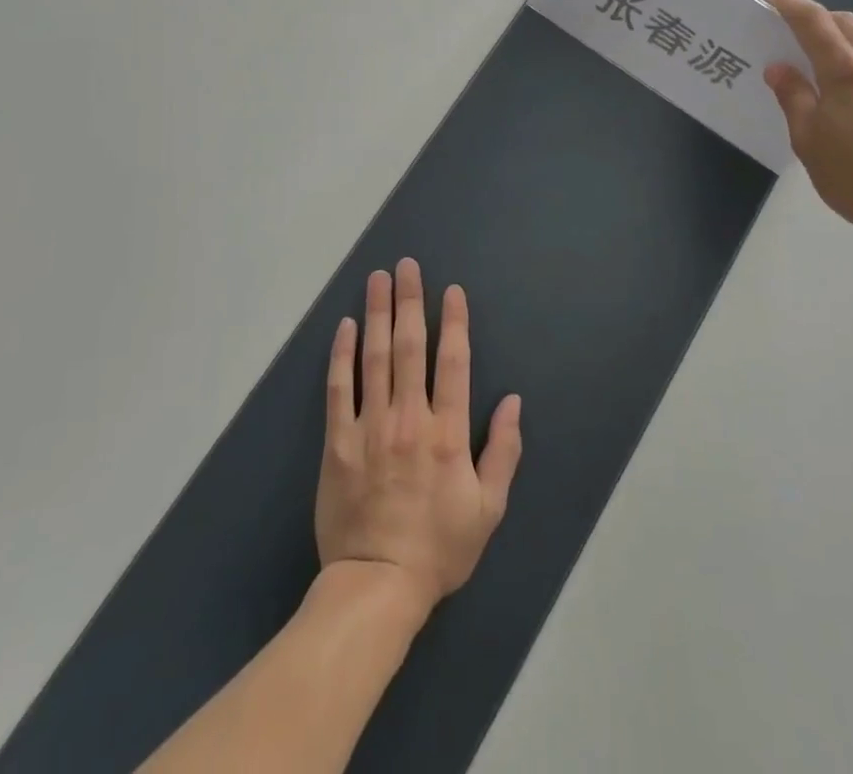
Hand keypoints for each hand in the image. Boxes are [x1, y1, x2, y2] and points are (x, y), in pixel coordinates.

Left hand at [316, 259, 522, 618]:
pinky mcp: (338, 443)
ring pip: (375, 358)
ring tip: (377, 279)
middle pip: (411, 347)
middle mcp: (409, 418)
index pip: (454, 362)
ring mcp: (370, 427)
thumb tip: (514, 401)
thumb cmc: (439, 547)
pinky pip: (340, 389)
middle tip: (406, 265)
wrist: (376, 586)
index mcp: (448, 433)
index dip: (454, 322)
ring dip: (377, 314)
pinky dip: (342, 355)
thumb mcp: (488, 508)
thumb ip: (503, 451)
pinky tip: (345, 326)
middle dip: (410, 301)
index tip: (451, 290)